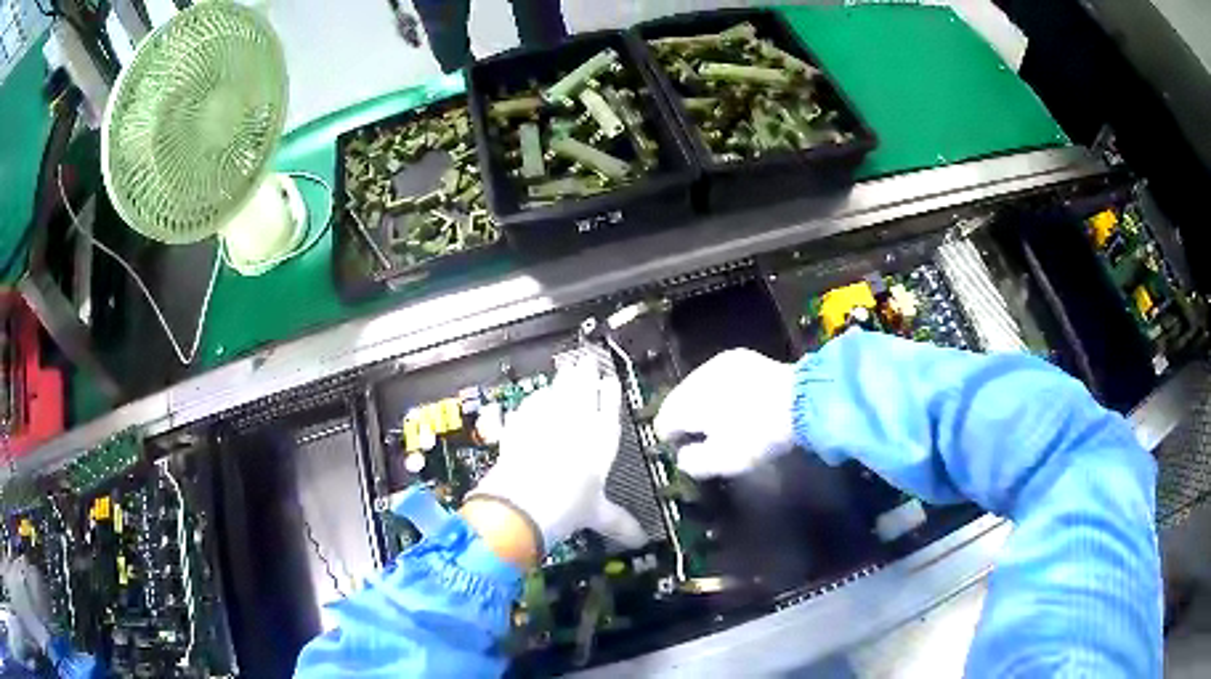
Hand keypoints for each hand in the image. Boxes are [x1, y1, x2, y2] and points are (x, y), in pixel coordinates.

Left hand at [468, 354, 646, 556]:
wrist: (522, 499)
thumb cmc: (568, 505)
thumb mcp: (597, 515)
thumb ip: (619, 523)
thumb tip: (641, 541)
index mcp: (602, 440)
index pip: (610, 407)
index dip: (610, 392)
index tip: (610, 378)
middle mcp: (578, 422)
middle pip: (583, 388)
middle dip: (586, 373)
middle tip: (587, 360)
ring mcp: (546, 418)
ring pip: (558, 390)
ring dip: (563, 379)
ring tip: (567, 368)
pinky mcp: (521, 422)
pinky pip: (530, 403)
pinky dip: (535, 399)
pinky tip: (535, 398)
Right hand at [654, 349, 797, 477]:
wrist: (801, 401)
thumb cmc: (757, 435)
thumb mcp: (723, 462)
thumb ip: (693, 462)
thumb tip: (682, 457)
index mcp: (687, 403)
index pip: (663, 422)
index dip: (670, 439)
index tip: (683, 451)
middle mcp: (696, 378)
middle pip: (679, 401)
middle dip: (685, 419)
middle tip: (701, 438)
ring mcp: (718, 363)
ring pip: (698, 386)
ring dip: (703, 402)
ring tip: (720, 420)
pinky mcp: (740, 357)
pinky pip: (719, 377)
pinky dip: (721, 390)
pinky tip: (737, 401)